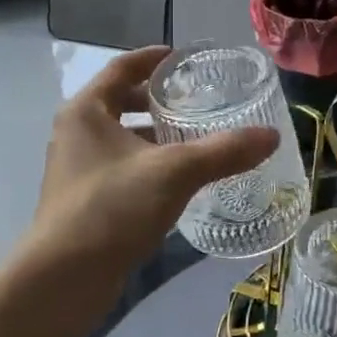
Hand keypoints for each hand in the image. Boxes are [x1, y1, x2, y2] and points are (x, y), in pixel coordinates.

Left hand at [25, 45, 278, 280]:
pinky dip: (148, 165)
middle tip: (196, 102)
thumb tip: (271, 136)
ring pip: (121, 140)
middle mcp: (75, 133)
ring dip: (154, 137)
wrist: (64, 278)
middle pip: (119, 103)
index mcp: (86, 111)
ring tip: (195, 141)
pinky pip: (121, 169)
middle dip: (157, 101)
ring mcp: (76, 169)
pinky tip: (178, 181)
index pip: (121, 68)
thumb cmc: (112, 208)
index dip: (152, 59)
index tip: (182, 58)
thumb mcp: (174, 172)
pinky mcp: (83, 201)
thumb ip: (223, 151)